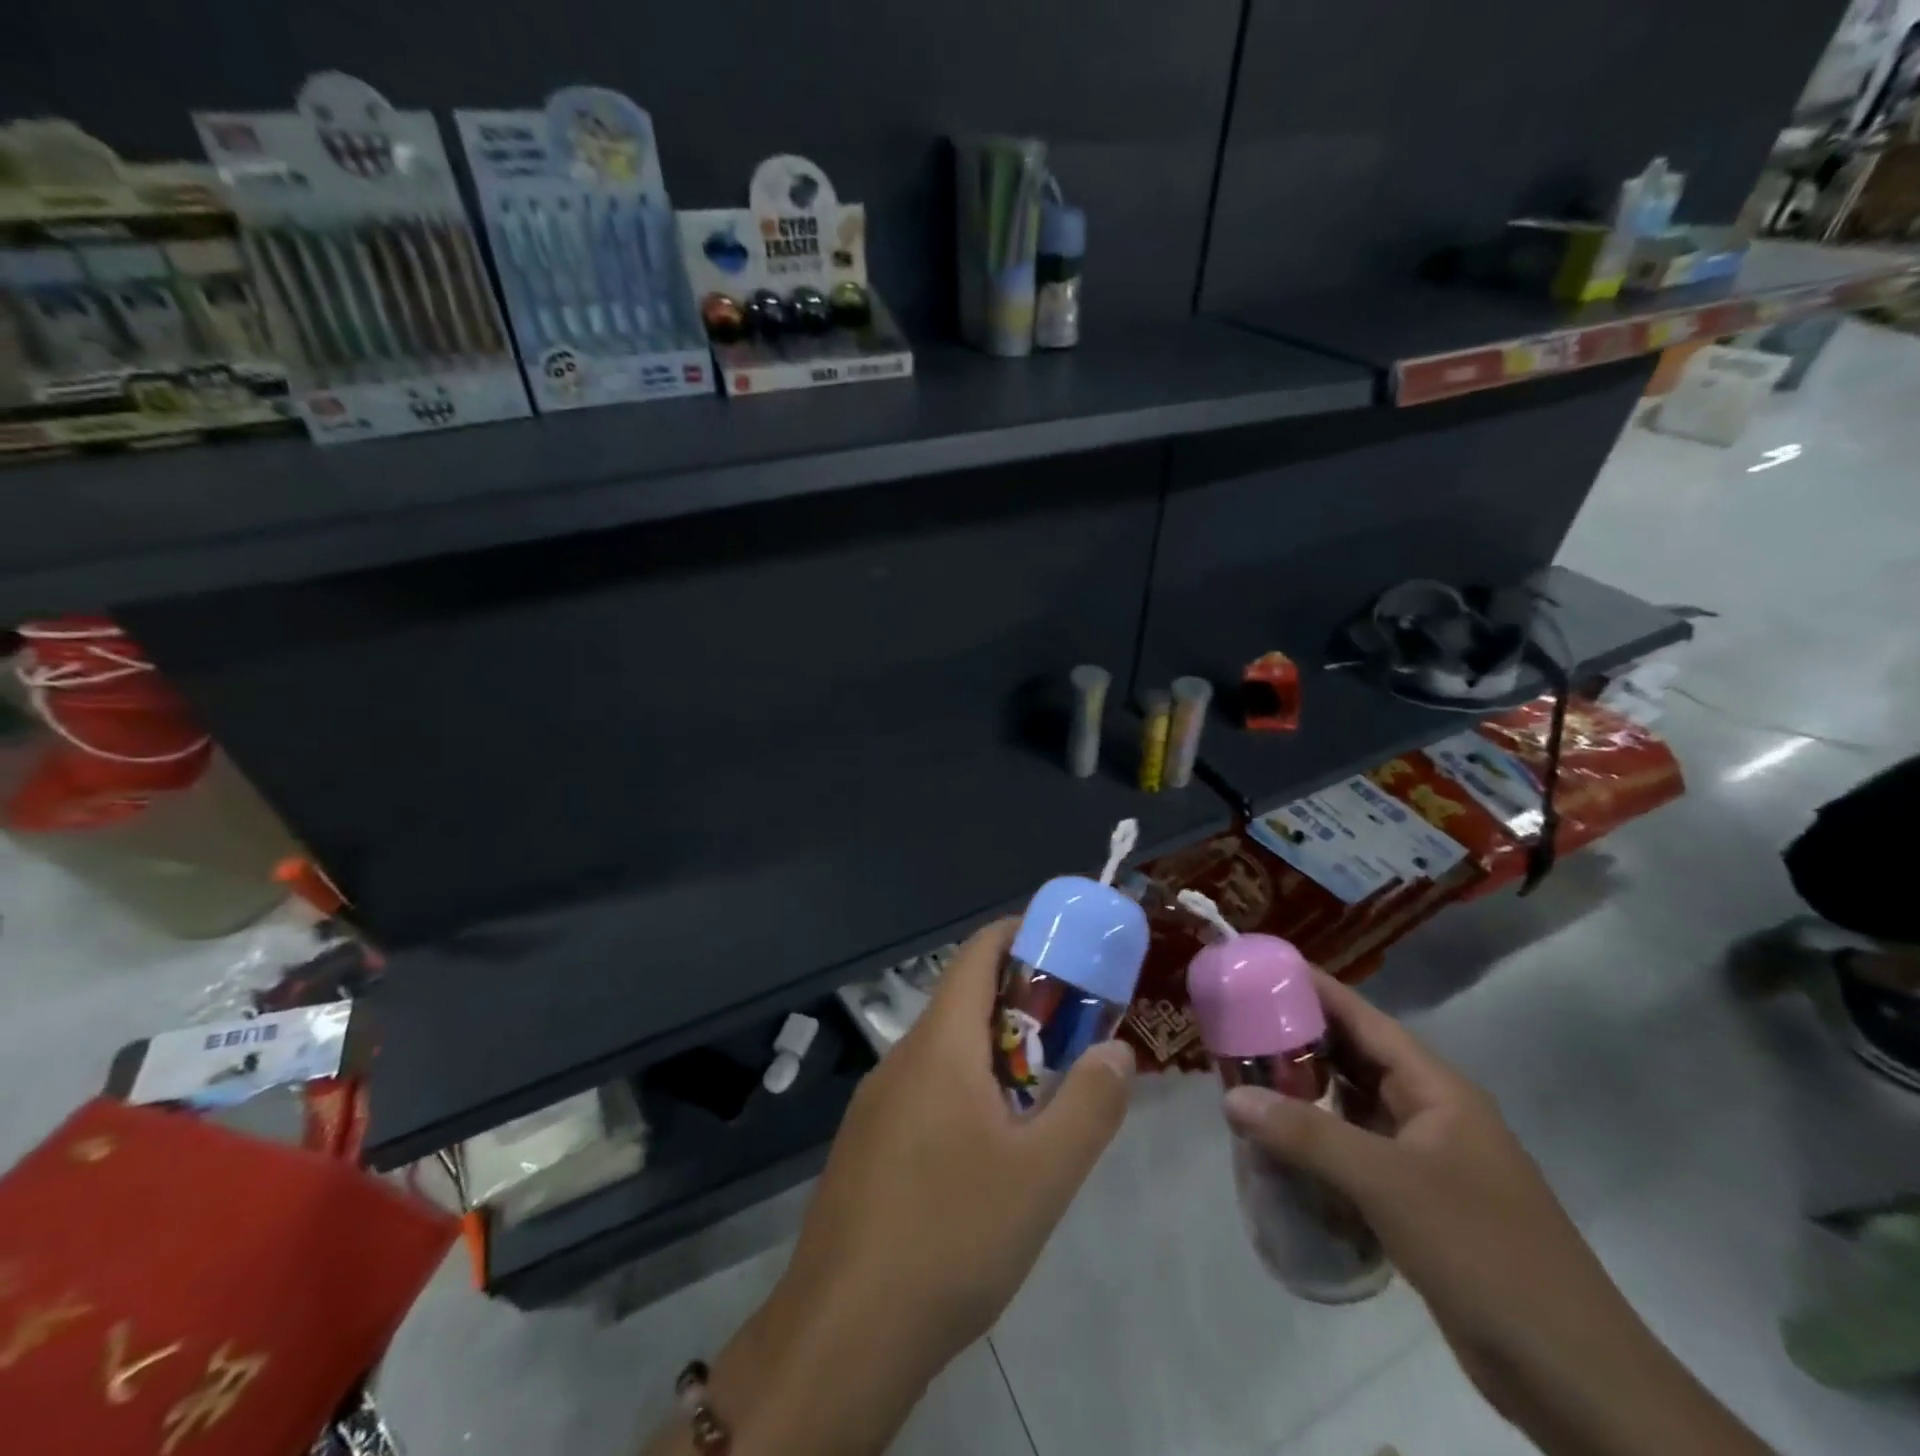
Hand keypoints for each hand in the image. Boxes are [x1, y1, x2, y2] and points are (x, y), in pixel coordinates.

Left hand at [672, 918, 1133, 1455]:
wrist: (844, 1332)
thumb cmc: (952, 1236)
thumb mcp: (1043, 1175)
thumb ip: (1090, 1104)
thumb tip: (1116, 1050)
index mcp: (940, 1044)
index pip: (978, 952)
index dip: (1021, 934)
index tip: (1067, 946)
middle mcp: (902, 1057)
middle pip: (964, 999)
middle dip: (1022, 1004)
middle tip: (1075, 1033)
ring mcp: (877, 1101)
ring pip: (945, 1050)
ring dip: (996, 1053)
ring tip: (1043, 1094)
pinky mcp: (867, 1142)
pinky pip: (925, 1089)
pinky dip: (966, 1089)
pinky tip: (989, 1149)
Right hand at [1220, 972, 1769, 1455]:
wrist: (1573, 1376)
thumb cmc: (1484, 1252)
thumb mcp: (1388, 1185)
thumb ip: (1307, 1136)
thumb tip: (1232, 1098)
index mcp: (1435, 1088)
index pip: (1363, 1018)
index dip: (1313, 988)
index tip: (1260, 967)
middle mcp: (1429, 1111)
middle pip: (1352, 1058)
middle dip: (1295, 1042)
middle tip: (1233, 1028)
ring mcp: (1425, 1158)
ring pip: (1351, 1107)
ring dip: (1303, 1096)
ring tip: (1242, 1081)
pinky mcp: (1417, 1201)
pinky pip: (1355, 1153)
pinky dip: (1317, 1145)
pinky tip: (1277, 1150)